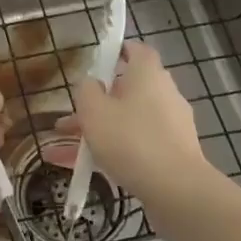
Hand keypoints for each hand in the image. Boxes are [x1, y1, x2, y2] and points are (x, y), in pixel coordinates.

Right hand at [52, 40, 211, 203]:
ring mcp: (172, 126)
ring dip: (99, 132)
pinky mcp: (174, 153)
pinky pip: (137, 145)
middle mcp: (164, 94)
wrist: (176, 190)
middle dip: (97, 104)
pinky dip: (114, 152)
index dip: (118, 52)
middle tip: (70, 118)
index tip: (99, 61)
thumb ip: (86, 90)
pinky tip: (86, 171)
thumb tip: (92, 83)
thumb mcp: (93, 111)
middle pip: (128, 91)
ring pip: (128, 122)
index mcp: (148, 75)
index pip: (137, 50)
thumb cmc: (130, 140)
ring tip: (64, 152)